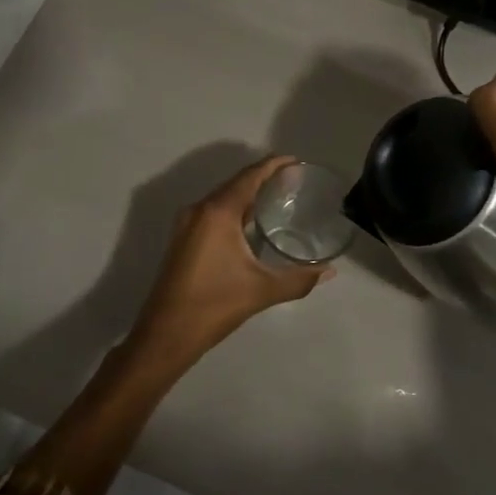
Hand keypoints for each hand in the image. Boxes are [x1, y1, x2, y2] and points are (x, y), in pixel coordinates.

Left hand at [129, 156, 334, 368]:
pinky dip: (234, 209)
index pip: (249, 177)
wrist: (166, 333)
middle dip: (263, 178)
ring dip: (247, 193)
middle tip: (293, 181)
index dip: (273, 165)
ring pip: (222, 198)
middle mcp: (199, 209)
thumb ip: (299, 279)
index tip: (295, 161)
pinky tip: (251, 222)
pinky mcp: (182, 238)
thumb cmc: (214, 305)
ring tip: (277, 197)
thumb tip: (329, 271)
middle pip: (235, 183)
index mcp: (218, 212)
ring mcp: (187, 223)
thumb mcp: (262, 290)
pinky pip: (213, 212)